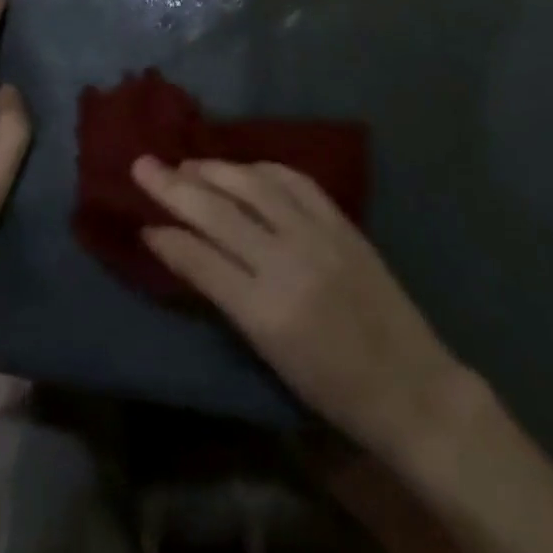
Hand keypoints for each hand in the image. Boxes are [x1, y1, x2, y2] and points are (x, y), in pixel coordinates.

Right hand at [132, 156, 467, 461]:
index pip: (201, 260)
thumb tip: (186, 253)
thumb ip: (226, 298)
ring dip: (216, 169)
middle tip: (143, 164)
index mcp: (265, 312)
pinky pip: (295, 181)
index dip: (167, 238)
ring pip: (254, 186)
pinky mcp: (342, 222)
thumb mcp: (269, 354)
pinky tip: (244, 168)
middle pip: (220, 213)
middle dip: (175, 186)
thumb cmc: (333, 389)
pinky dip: (263, 170)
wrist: (410, 385)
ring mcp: (318, 236)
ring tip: (187, 162)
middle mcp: (288, 263)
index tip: (142, 223)